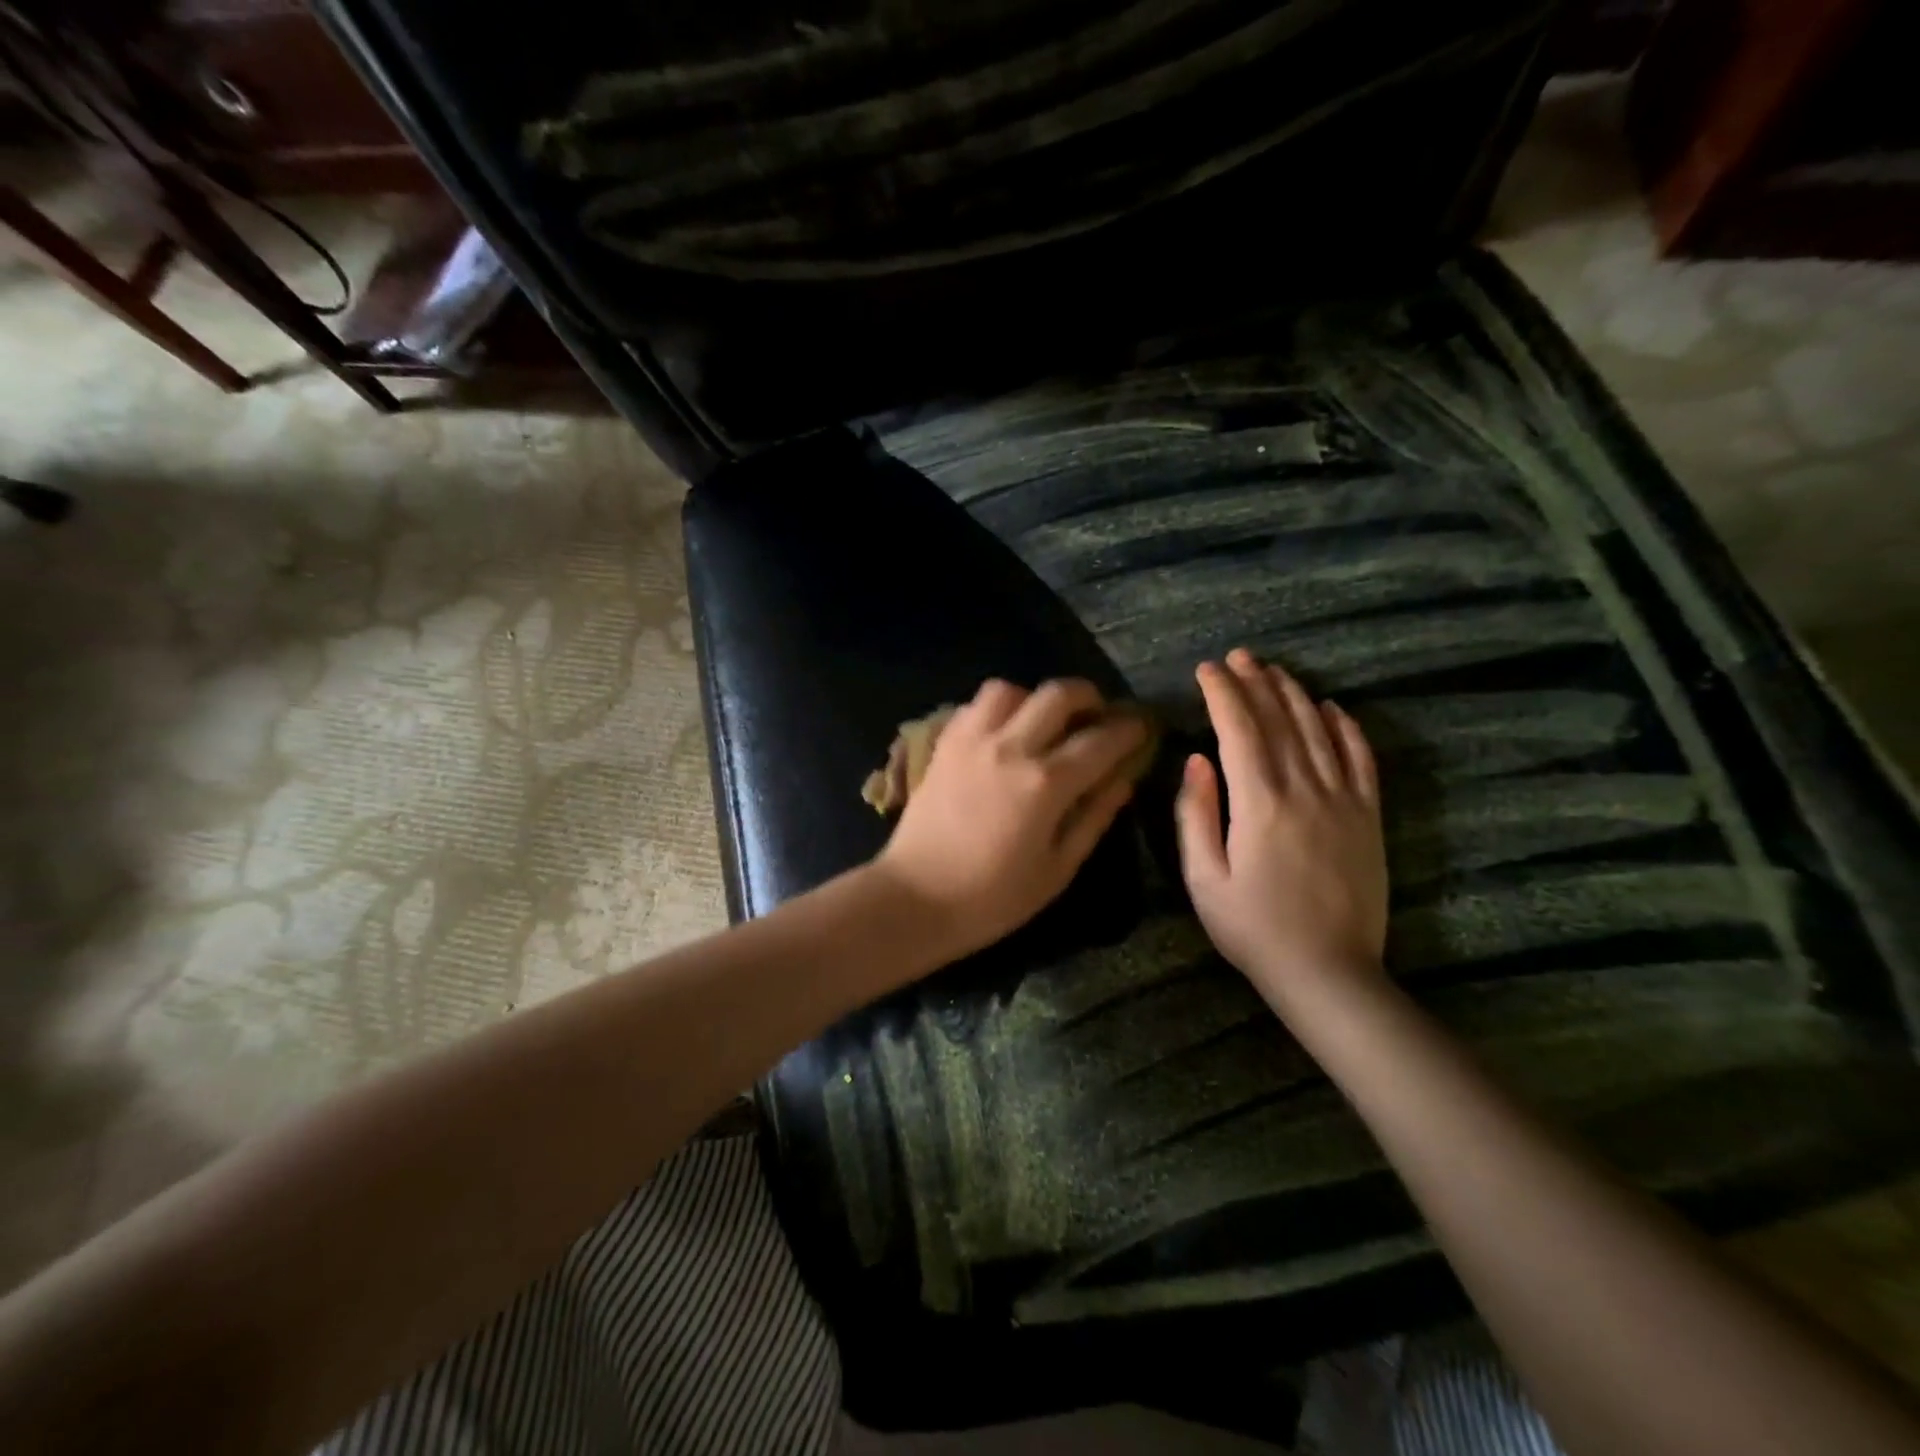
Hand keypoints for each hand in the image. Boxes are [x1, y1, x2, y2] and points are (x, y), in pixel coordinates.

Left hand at [875, 677, 1147, 960]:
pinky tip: (1004, 732)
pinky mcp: (944, 745)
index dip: (1129, 730)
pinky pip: (975, 706)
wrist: (914, 899)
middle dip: (1089, 697)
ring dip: (1035, 699)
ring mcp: (972, 741)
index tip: (1142, 727)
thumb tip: (1124, 779)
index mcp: (1045, 784)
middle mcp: (1010, 748)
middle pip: (1058, 694)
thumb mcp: (1057, 869)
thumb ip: (1094, 817)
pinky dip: (998, 708)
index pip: (1101, 740)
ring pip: (1011, 689)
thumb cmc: (992, 898)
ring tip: (1043, 723)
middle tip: (1097, 716)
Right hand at [1176, 649, 1387, 1001]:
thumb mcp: (1203, 878)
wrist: (1329, 972)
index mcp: (1259, 803)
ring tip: (1274, 670)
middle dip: (1255, 683)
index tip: (1206, 670)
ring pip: (1319, 731)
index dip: (1221, 694)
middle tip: (1237, 657)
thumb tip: (1196, 760)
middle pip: (1279, 721)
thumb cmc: (1252, 928)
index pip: (1238, 730)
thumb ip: (1194, 814)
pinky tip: (1333, 707)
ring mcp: (1343, 800)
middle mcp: (1304, 789)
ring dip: (1294, 695)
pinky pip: (1361, 759)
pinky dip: (1347, 728)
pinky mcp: (1368, 817)